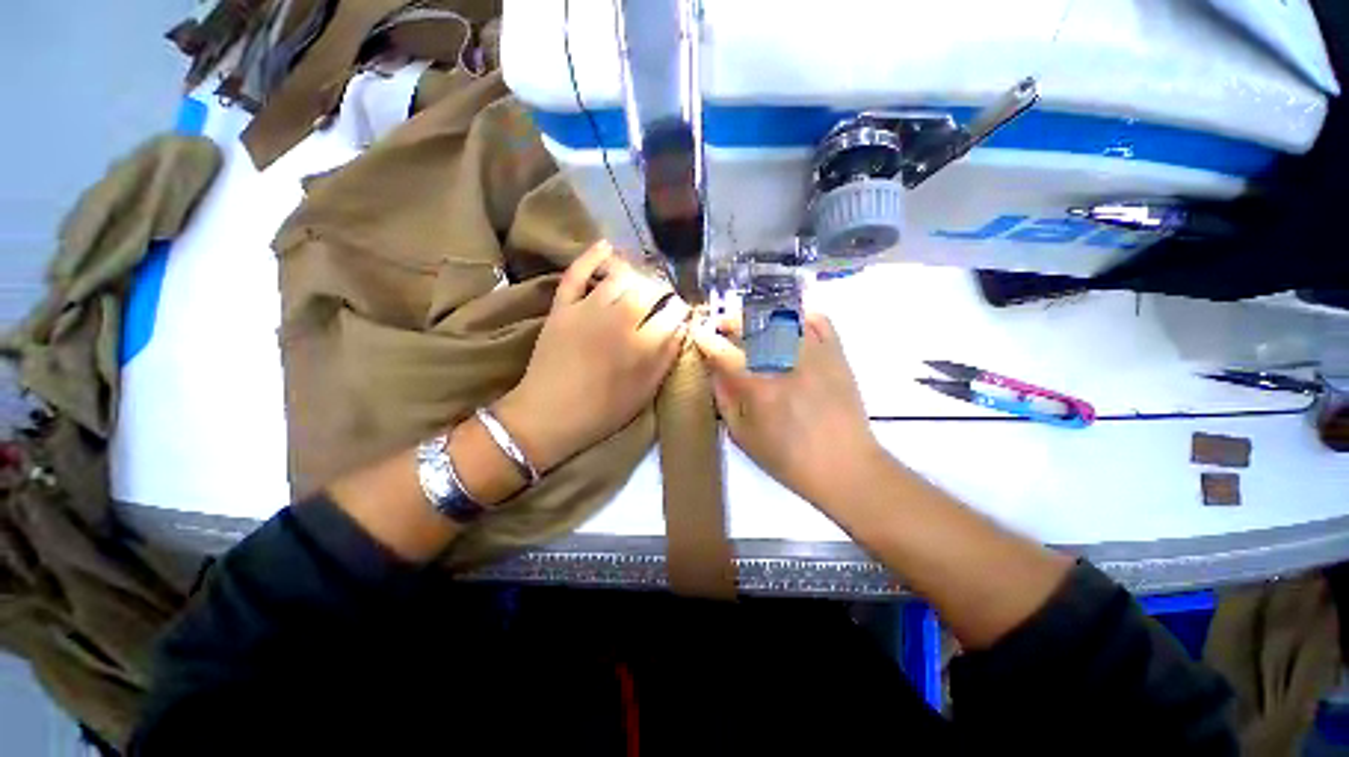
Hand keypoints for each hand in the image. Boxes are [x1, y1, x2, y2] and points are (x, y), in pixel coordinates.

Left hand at [495, 242, 688, 471]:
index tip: (680, 315)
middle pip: (650, 289)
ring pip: (621, 276)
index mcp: (642, 345)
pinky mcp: (563, 306)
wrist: (548, 416)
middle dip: (662, 291)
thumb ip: (666, 358)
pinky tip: (606, 245)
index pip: (672, 312)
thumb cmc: (603, 411)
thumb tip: (681, 329)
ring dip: (637, 276)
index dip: (680, 310)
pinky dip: (592, 256)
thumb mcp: (644, 392)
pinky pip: (577, 273)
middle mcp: (618, 319)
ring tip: (641, 285)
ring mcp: (587, 309)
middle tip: (662, 301)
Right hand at [693, 311, 885, 507]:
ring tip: (749, 324)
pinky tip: (787, 323)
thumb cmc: (788, 459)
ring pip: (782, 317)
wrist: (845, 466)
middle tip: (721, 326)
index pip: (724, 352)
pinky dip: (799, 315)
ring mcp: (814, 353)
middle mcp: (785, 361)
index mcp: (759, 386)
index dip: (707, 340)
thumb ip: (724, 400)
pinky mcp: (836, 353)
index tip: (699, 335)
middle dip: (730, 321)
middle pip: (751, 325)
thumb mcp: (743, 437)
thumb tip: (714, 372)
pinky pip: (817, 320)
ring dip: (759, 316)